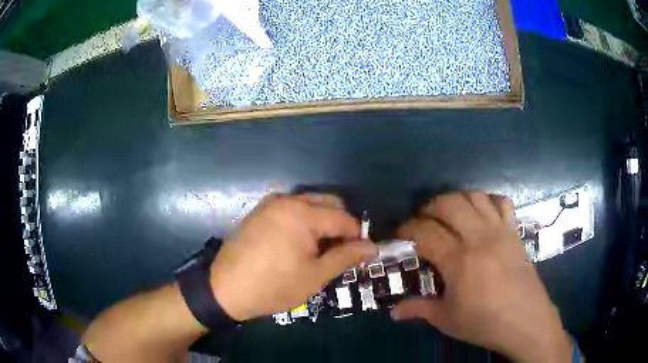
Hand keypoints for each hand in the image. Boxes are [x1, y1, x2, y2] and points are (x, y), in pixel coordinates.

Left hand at [210, 193, 376, 321]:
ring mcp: (271, 203)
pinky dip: (304, 222)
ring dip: (322, 223)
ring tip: (319, 250)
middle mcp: (288, 200)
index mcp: (303, 213)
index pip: (344, 218)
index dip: (357, 237)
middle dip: (340, 226)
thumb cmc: (274, 286)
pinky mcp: (260, 211)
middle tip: (338, 253)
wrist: (225, 289)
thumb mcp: (315, 275)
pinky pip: (292, 209)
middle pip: (329, 204)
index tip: (359, 255)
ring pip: (310, 204)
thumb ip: (346, 256)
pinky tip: (298, 244)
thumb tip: (372, 246)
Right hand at [392, 192, 571, 362]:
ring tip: (450, 213)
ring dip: (457, 199)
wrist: (524, 319)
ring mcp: (499, 231)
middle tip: (423, 218)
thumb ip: (419, 309)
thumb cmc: (483, 322)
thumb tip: (393, 312)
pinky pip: (502, 203)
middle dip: (430, 206)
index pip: (426, 232)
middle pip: (449, 204)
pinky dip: (489, 201)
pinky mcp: (514, 232)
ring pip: (475, 197)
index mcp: (458, 260)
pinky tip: (482, 213)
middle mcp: (478, 237)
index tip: (400, 231)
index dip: (408, 228)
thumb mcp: (446, 319)